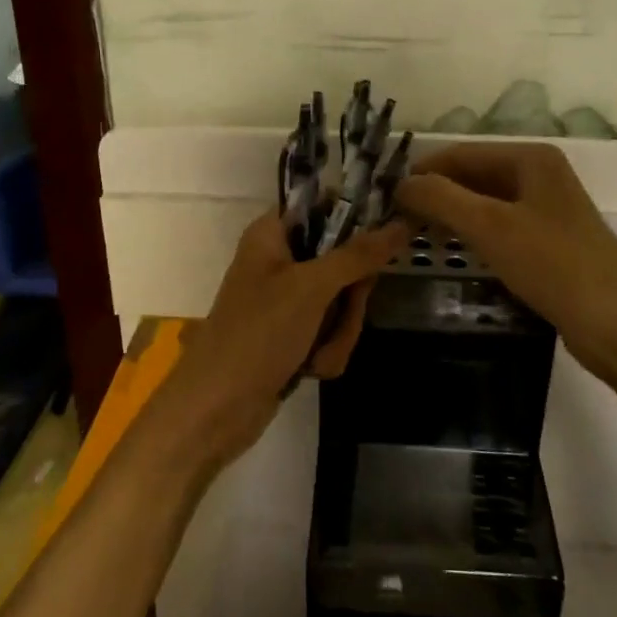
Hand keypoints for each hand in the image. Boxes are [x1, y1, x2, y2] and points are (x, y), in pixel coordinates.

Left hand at [149, 212, 408, 473]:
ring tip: (315, 353)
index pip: (324, 206)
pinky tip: (309, 370)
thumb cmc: (257, 334)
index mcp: (273, 233)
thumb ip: (358, 255)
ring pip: (343, 303)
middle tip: (344, 310)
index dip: (356, 220)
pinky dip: (326, 352)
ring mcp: (288, 301)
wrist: (215, 410)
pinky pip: (332, 333)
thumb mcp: (311, 288)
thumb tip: (402, 223)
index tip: (387, 236)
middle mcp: (281, 261)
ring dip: (338, 333)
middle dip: (350, 300)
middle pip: (344, 261)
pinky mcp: (294, 336)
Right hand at [396, 143, 616, 388]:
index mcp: (530, 159)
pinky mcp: (549, 243)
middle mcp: (539, 176)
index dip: (421, 173)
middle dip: (435, 196)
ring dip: (450, 218)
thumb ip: (441, 198)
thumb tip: (400, 183)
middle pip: (472, 177)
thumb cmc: (555, 266)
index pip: (460, 154)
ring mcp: (546, 210)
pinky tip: (452, 255)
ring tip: (414, 239)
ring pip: (484, 204)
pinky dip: (472, 237)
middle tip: (394, 222)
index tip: (384, 199)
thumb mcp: (491, 227)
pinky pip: (499, 229)